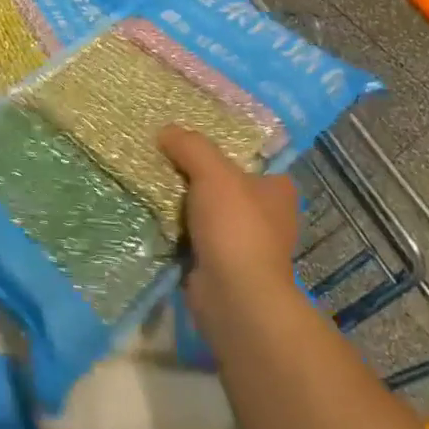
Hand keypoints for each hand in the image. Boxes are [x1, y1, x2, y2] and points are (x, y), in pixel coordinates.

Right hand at [158, 125, 299, 333]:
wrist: (234, 297)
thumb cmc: (236, 227)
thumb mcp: (213, 172)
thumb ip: (191, 146)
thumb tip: (165, 131)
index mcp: (277, 191)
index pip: (252, 160)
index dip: (223, 148)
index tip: (191, 141)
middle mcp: (267, 216)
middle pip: (224, 184)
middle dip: (196, 175)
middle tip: (163, 158)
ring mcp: (245, 244)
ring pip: (207, 211)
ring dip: (183, 204)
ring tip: (151, 183)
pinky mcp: (222, 265)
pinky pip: (194, 237)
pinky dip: (177, 230)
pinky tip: (153, 215)